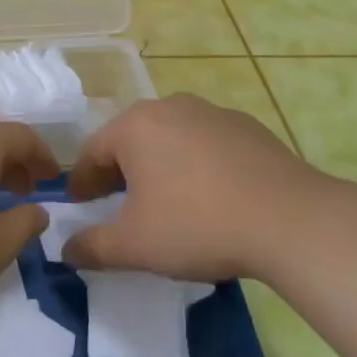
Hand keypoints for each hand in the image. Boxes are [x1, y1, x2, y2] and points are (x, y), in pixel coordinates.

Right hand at [63, 94, 356, 282]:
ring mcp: (212, 112)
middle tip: (116, 204)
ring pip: (170, 138)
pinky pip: (206, 143)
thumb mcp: (135, 246)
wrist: (290, 220)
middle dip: (119, 171)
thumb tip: (67, 250)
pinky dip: (196, 164)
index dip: (82, 181)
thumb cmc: (197, 226)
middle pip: (131, 139)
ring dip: (158, 165)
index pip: (92, 151)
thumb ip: (92, 247)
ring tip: (165, 201)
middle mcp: (169, 107)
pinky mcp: (247, 126)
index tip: (79, 205)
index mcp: (135, 126)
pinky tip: (210, 195)